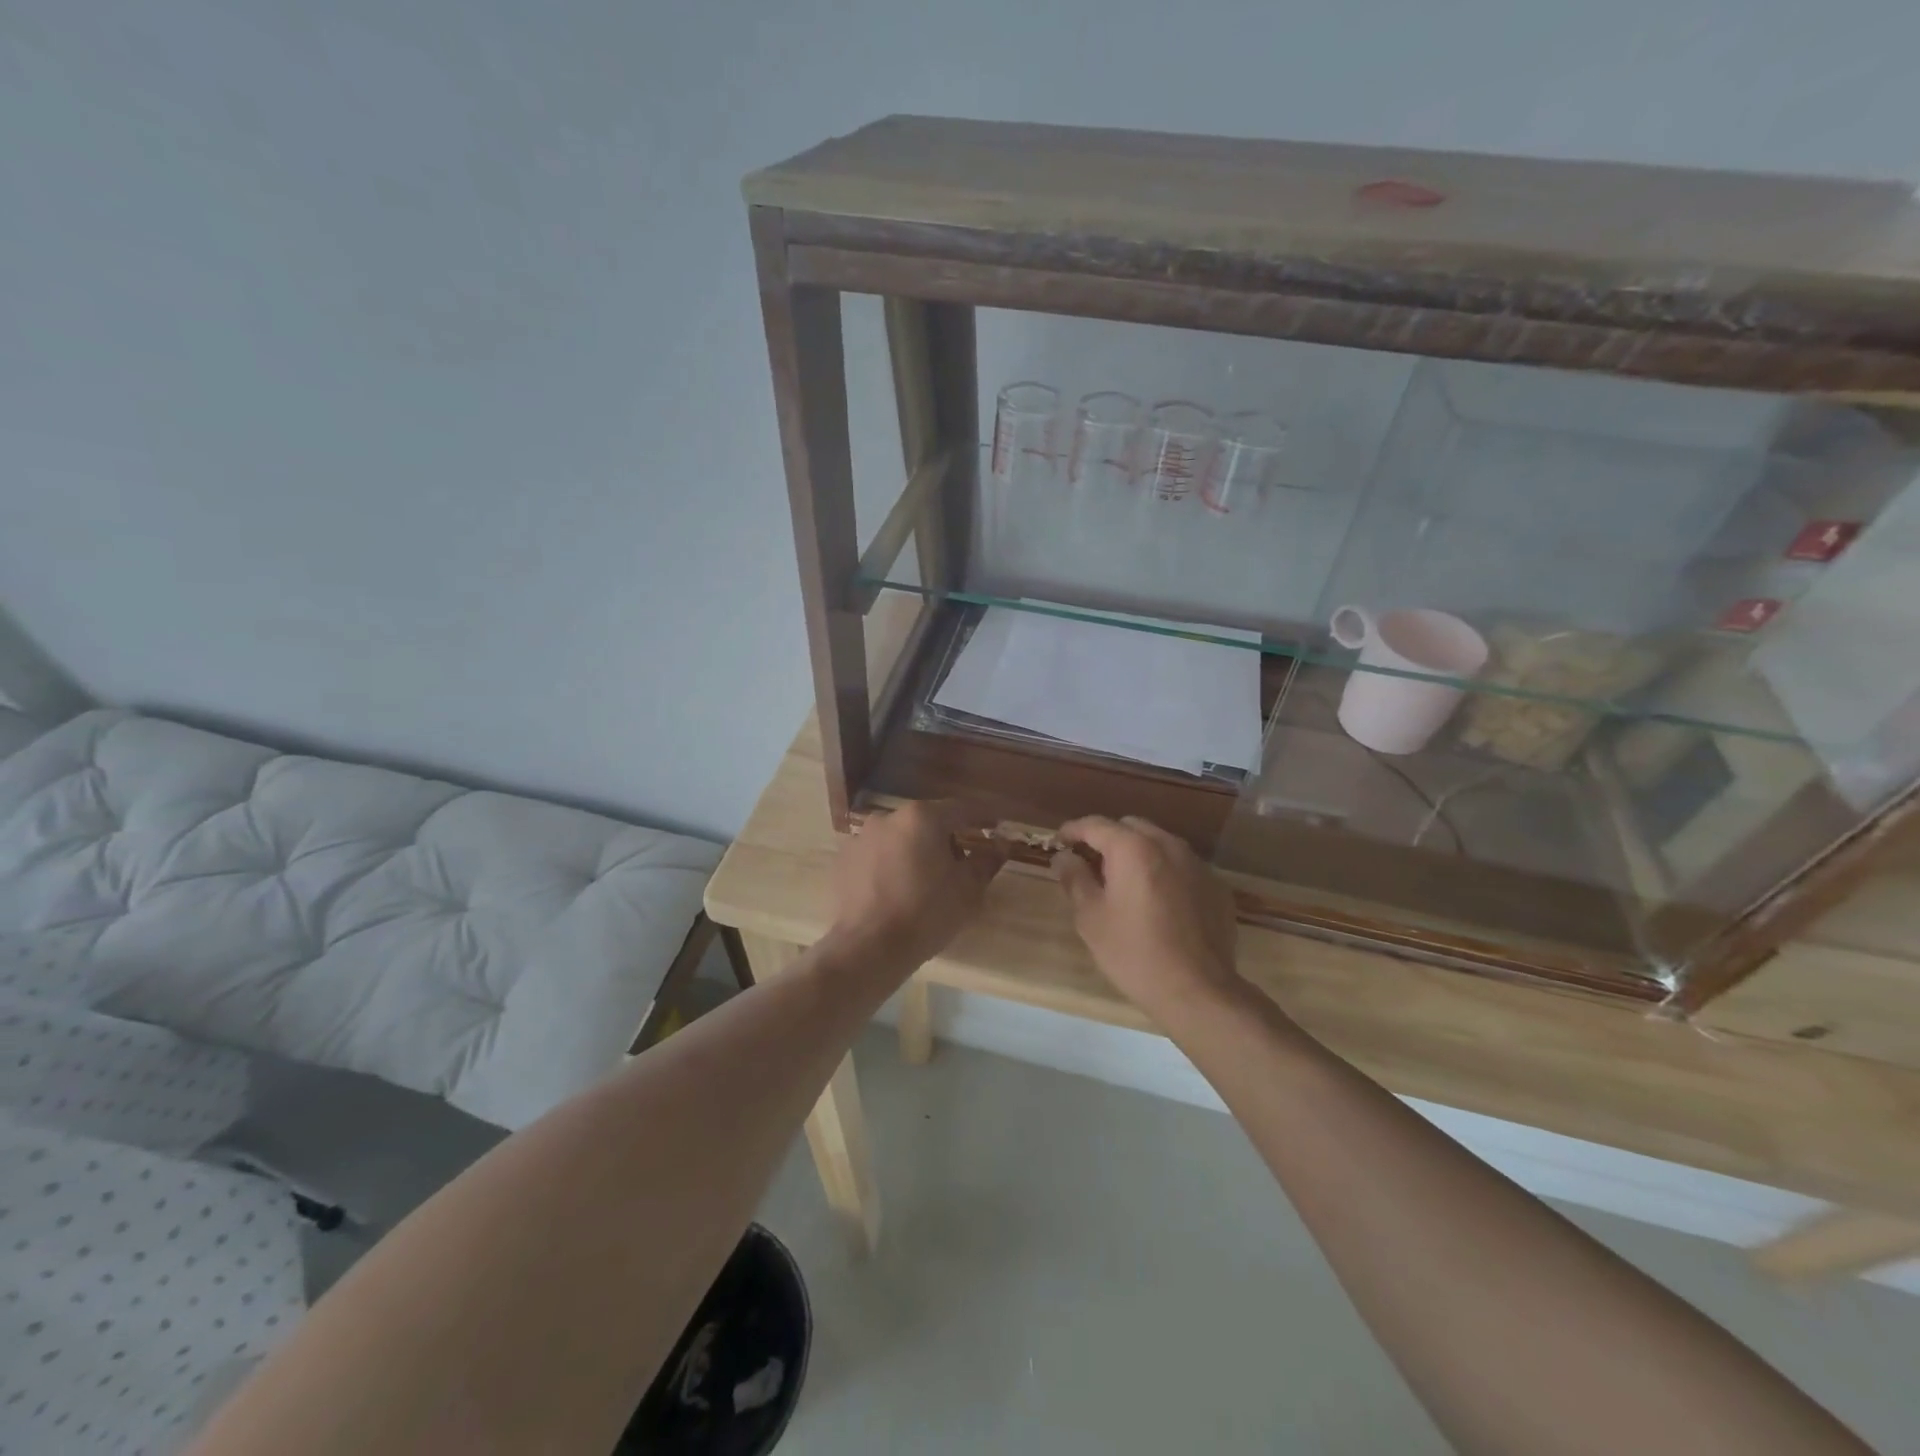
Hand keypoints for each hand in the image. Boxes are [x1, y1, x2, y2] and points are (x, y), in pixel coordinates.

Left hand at [827, 801, 1005, 973]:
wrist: (869, 948)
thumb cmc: (927, 913)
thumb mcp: (968, 889)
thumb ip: (987, 860)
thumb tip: (1001, 842)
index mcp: (922, 817)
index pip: (961, 809)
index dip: (982, 818)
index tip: (995, 827)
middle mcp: (888, 817)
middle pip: (927, 821)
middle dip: (946, 838)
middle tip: (961, 864)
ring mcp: (861, 837)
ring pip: (900, 838)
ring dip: (916, 851)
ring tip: (925, 881)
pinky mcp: (844, 860)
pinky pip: (877, 856)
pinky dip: (890, 865)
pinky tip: (897, 891)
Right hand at [1053, 816, 1241, 1025]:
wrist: (1198, 991)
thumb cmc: (1134, 953)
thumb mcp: (1091, 918)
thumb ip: (1075, 879)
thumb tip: (1064, 857)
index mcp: (1133, 849)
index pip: (1096, 824)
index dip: (1073, 830)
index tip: (1059, 842)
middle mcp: (1168, 845)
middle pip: (1131, 827)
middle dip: (1108, 839)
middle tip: (1091, 864)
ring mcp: (1198, 865)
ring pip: (1160, 844)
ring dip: (1138, 854)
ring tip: (1125, 882)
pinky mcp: (1216, 887)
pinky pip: (1183, 867)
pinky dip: (1165, 873)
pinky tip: (1158, 903)